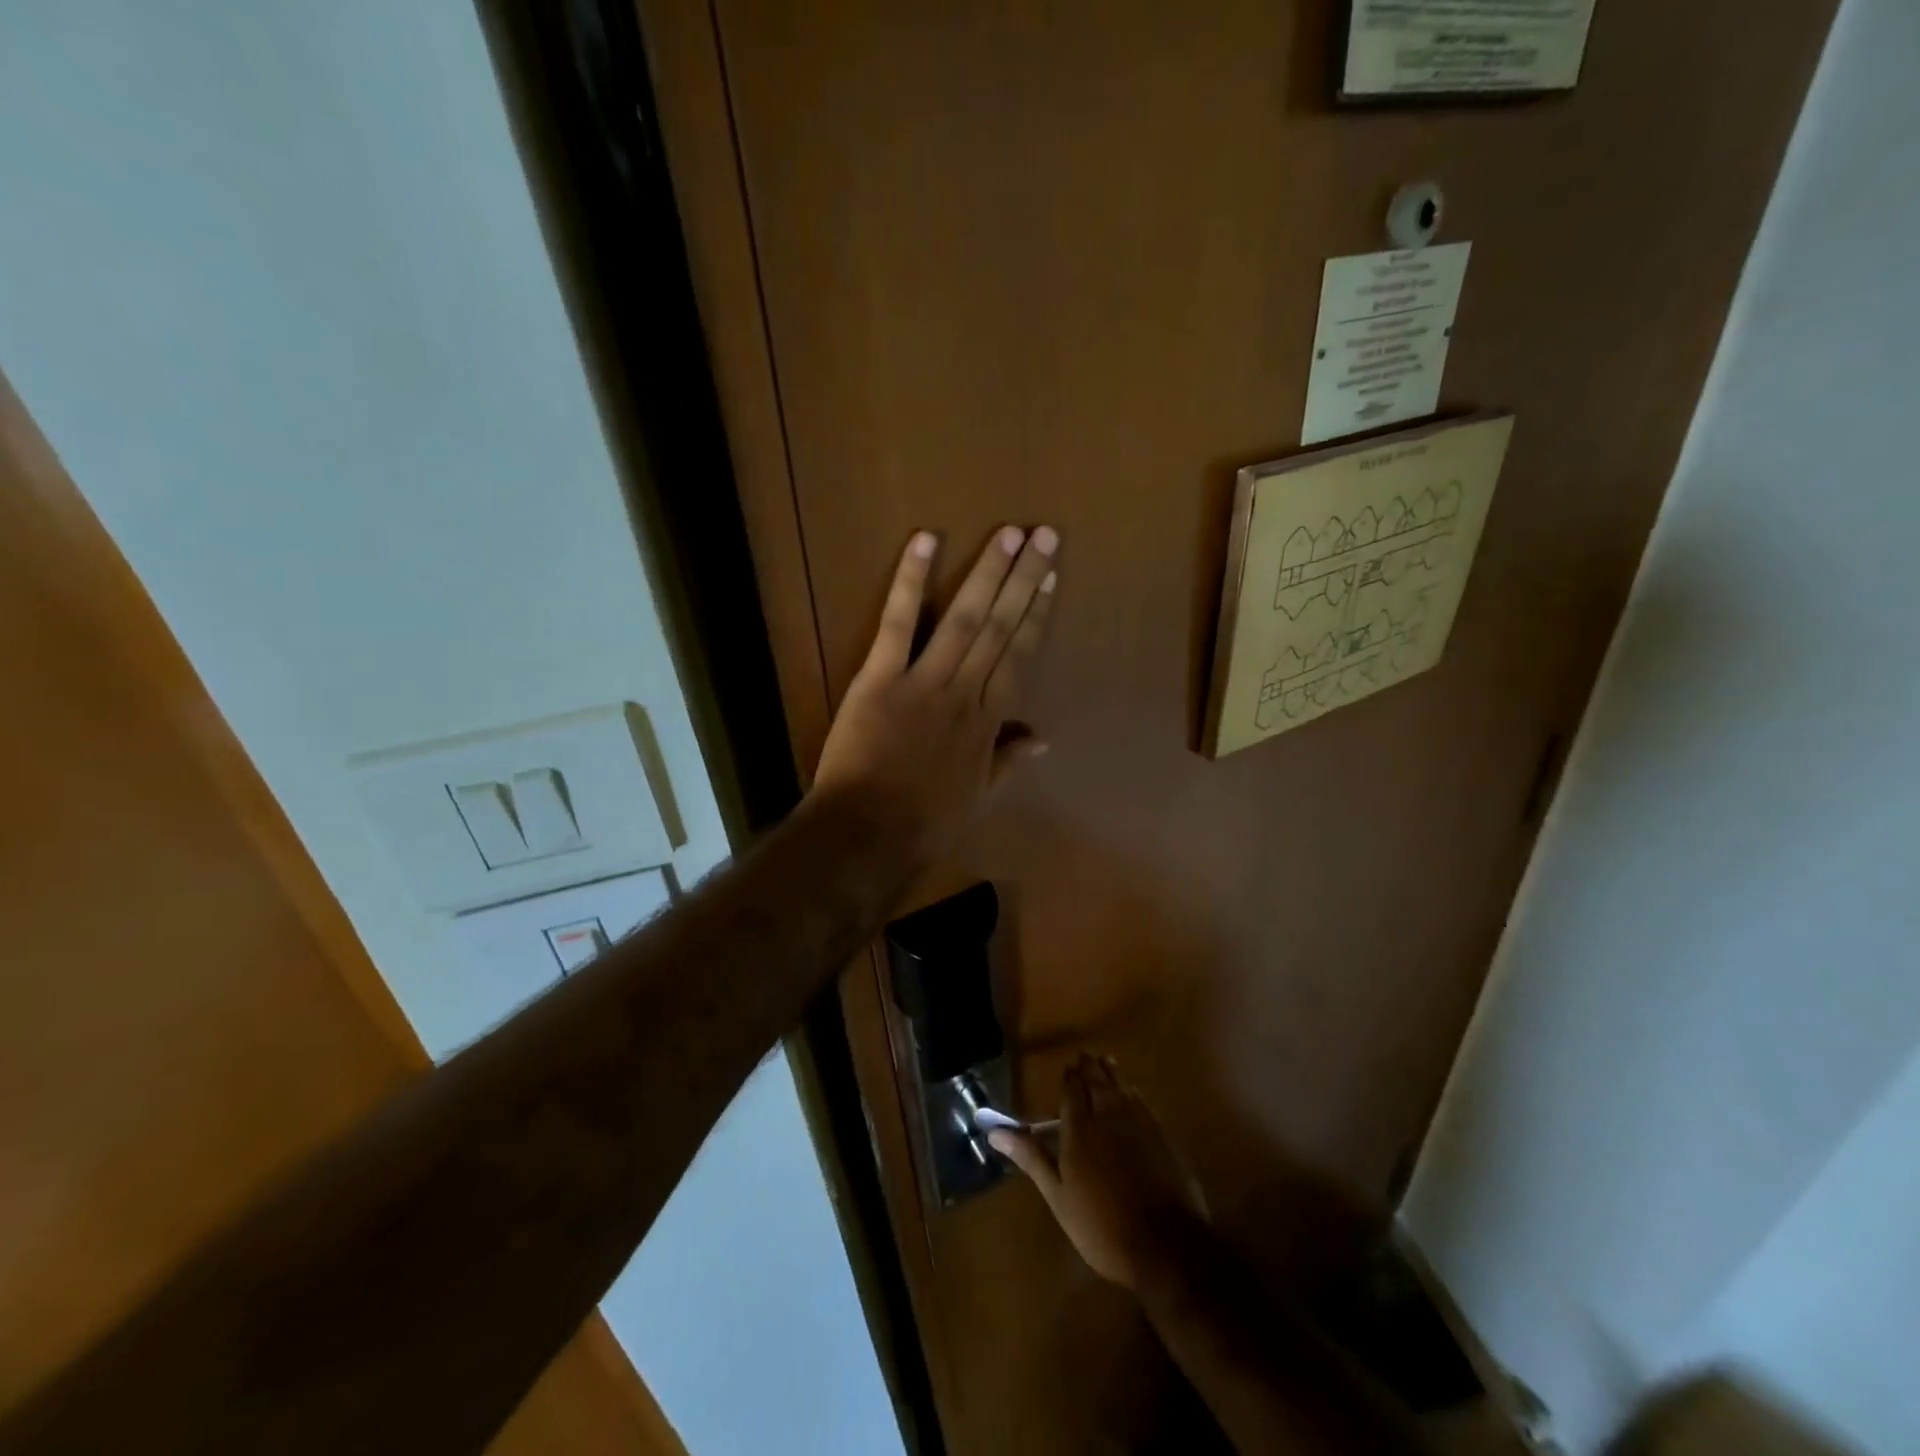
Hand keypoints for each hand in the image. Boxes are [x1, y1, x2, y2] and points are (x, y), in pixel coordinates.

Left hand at [813, 525, 1058, 859]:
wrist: (870, 834)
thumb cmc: (926, 822)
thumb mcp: (979, 797)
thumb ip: (1009, 761)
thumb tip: (1044, 738)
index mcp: (987, 721)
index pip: (1019, 655)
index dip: (1036, 614)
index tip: (1051, 578)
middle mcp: (964, 692)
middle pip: (999, 628)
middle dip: (1023, 579)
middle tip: (1044, 535)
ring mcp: (922, 682)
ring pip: (963, 619)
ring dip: (987, 573)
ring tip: (1008, 533)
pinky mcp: (879, 678)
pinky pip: (897, 624)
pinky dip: (911, 582)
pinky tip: (925, 542)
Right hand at [989, 1055, 1208, 1293]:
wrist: (1165, 1245)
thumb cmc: (1102, 1226)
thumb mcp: (1058, 1196)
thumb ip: (1031, 1157)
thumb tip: (994, 1131)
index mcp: (1079, 1128)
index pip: (1071, 1090)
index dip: (1069, 1077)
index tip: (1066, 1068)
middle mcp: (1108, 1115)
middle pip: (1097, 1081)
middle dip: (1089, 1068)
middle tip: (1084, 1058)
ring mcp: (1139, 1123)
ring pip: (1121, 1086)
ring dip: (1111, 1072)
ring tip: (1105, 1062)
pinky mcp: (1162, 1134)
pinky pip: (1142, 1100)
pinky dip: (1132, 1090)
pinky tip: (1132, 1092)